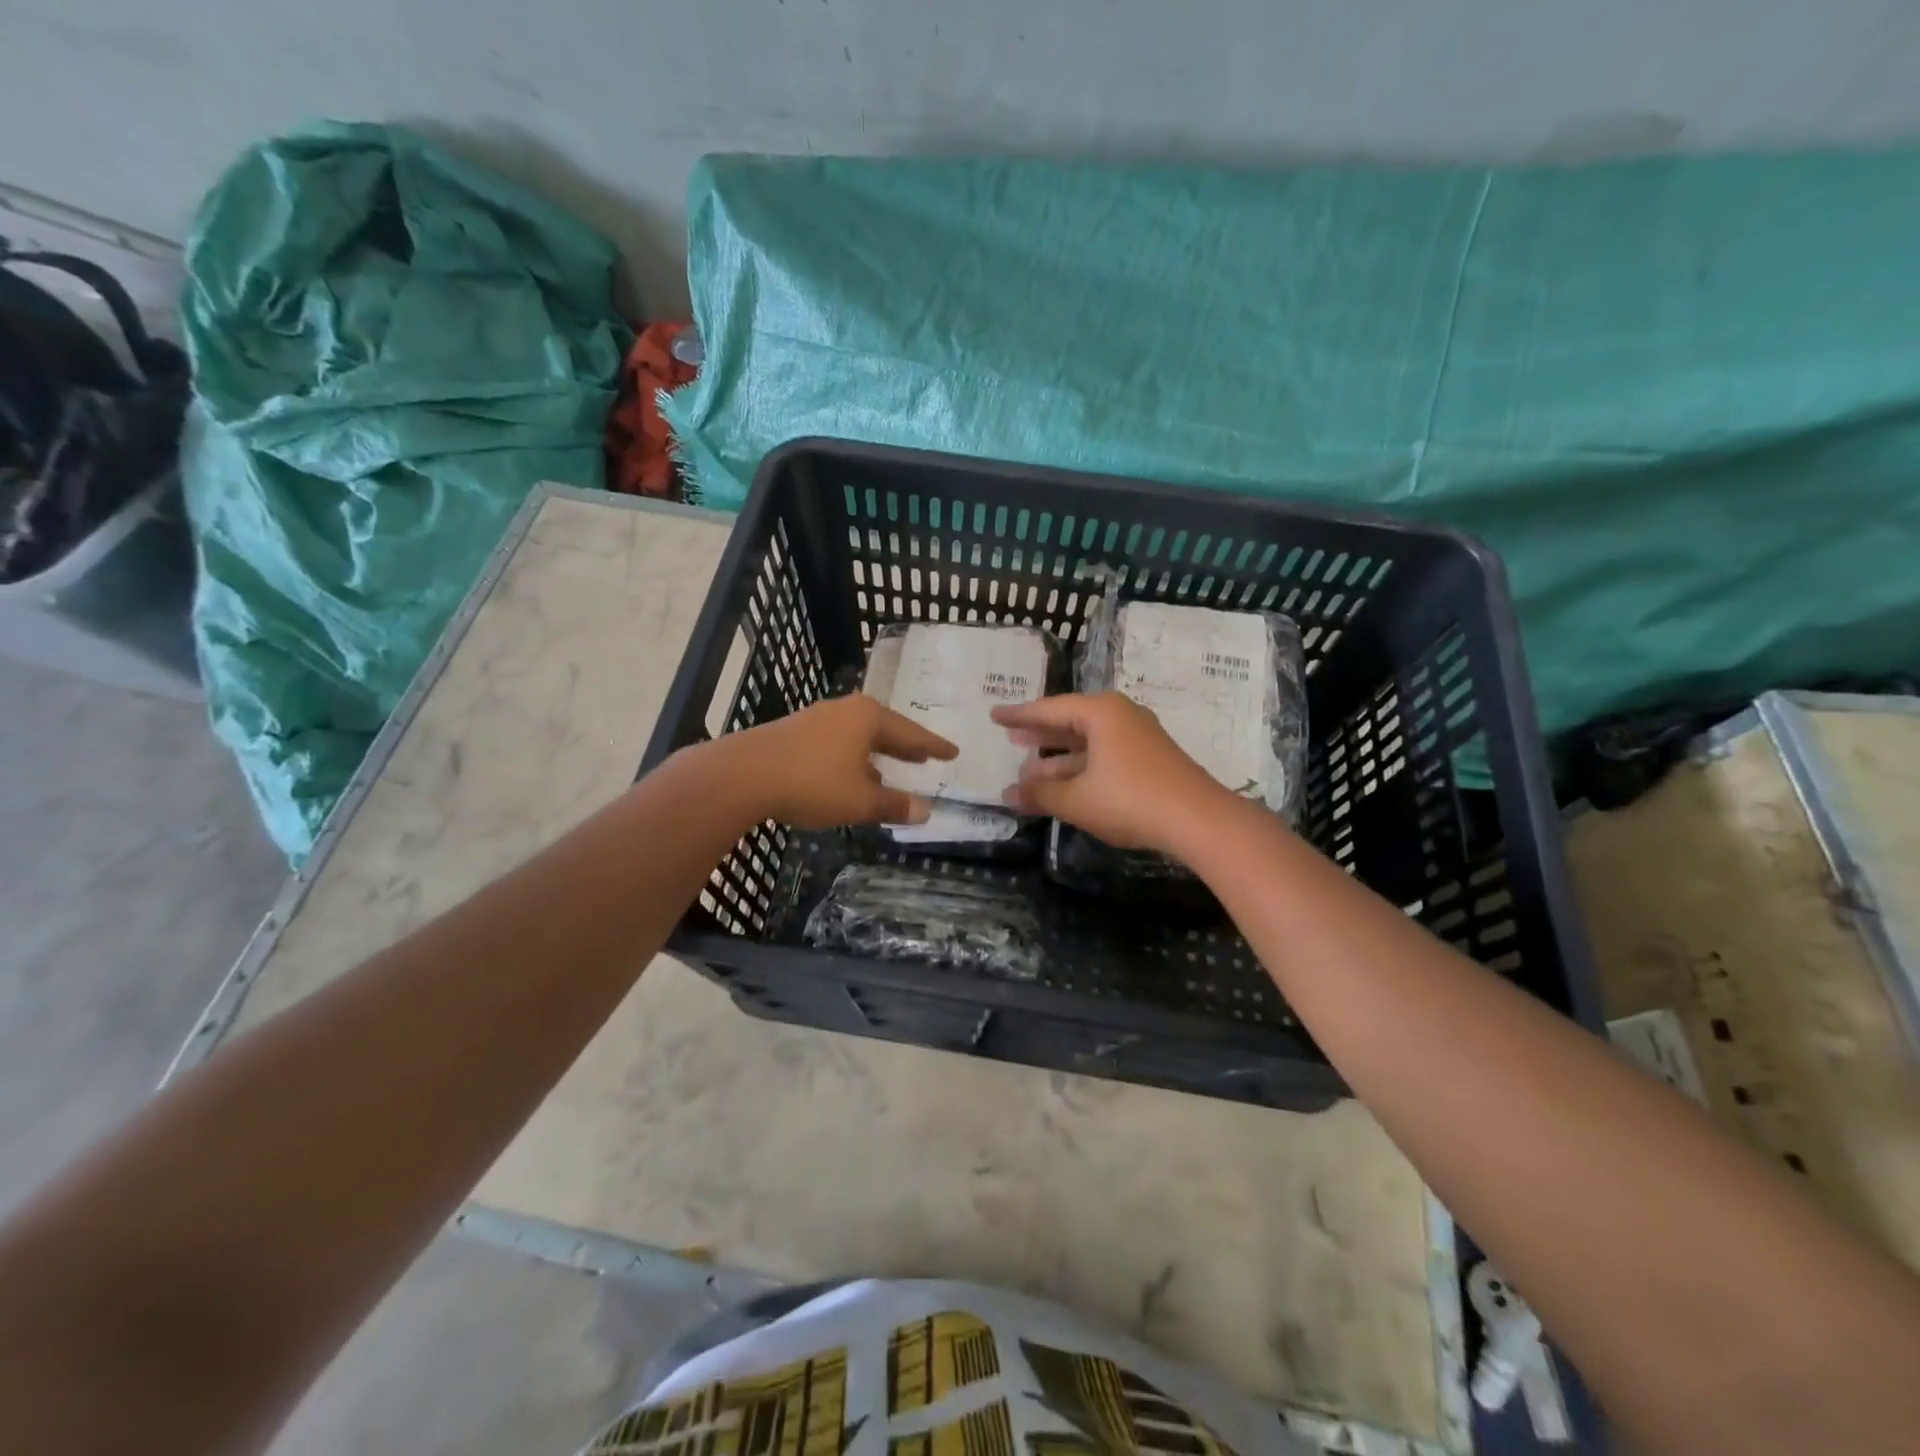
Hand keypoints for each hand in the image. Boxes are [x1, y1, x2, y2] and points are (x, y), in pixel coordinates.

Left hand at [718, 695, 957, 829]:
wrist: (743, 775)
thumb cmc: (812, 783)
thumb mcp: (860, 801)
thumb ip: (893, 805)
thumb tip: (925, 811)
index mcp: (868, 718)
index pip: (911, 733)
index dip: (933, 746)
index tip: (952, 752)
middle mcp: (845, 710)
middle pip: (884, 728)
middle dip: (904, 745)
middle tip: (925, 756)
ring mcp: (817, 719)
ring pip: (857, 736)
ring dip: (876, 754)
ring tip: (889, 770)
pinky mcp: (794, 732)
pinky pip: (836, 743)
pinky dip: (852, 758)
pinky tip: (849, 776)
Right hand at [991, 692, 1232, 853]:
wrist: (1198, 820)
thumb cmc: (1130, 800)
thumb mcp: (1077, 799)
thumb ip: (1040, 794)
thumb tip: (1008, 793)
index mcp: (1100, 713)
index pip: (1049, 709)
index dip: (1019, 715)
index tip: (994, 715)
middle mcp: (1120, 716)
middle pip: (1070, 721)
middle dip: (1040, 734)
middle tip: (1011, 738)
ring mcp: (1137, 738)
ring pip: (1087, 743)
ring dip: (1058, 759)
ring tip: (1028, 770)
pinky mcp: (1148, 760)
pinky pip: (1103, 756)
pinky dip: (1080, 768)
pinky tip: (1064, 785)